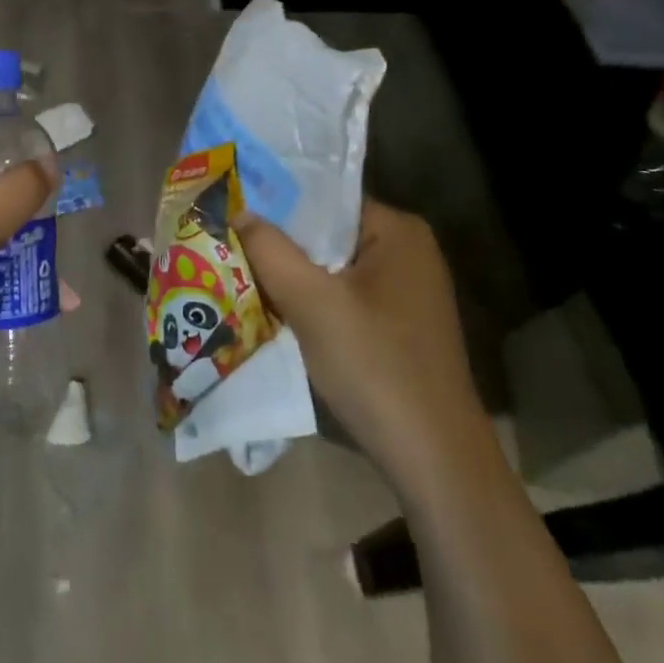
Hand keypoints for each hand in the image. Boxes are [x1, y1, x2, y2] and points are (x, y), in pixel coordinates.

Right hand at [236, 200, 486, 489]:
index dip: (276, 204)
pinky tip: (276, 312)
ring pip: (331, 269)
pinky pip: (343, 297)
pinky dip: (312, 303)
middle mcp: (408, 252)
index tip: (231, 210)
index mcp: (398, 231)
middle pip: (326, 234)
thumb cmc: (375, 367)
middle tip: (228, 243)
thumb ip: (270, 250)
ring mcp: (406, 292)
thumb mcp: (312, 303)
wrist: (435, 463)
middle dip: (280, 244)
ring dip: (292, 277)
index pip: (324, 199)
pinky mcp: (400, 326)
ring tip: (241, 274)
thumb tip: (238, 210)